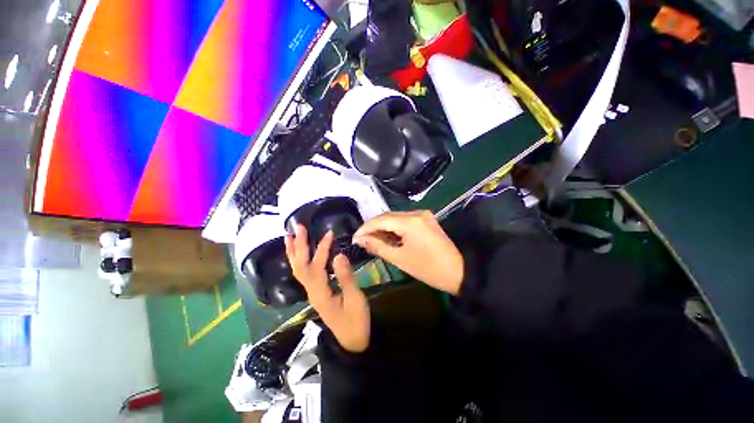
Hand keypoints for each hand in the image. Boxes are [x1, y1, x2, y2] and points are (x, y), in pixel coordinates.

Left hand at [285, 225, 370, 352]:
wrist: (352, 342)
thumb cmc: (355, 321)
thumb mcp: (355, 299)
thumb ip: (346, 277)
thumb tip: (338, 255)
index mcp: (321, 293)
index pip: (317, 266)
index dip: (322, 248)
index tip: (330, 233)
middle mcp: (311, 291)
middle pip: (300, 266)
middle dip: (299, 246)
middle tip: (298, 227)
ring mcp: (312, 292)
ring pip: (298, 270)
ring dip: (294, 252)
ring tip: (289, 236)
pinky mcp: (316, 292)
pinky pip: (303, 273)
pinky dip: (299, 260)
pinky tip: (300, 254)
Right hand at [353, 211, 463, 294]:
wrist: (459, 271)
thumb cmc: (428, 268)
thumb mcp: (400, 258)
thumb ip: (378, 246)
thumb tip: (361, 239)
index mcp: (409, 221)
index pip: (380, 220)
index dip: (365, 228)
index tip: (354, 238)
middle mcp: (416, 212)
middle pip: (387, 216)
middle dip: (373, 227)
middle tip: (362, 240)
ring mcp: (422, 214)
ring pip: (395, 217)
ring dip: (383, 227)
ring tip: (373, 240)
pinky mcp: (426, 219)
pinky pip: (405, 220)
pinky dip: (394, 228)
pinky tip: (388, 237)